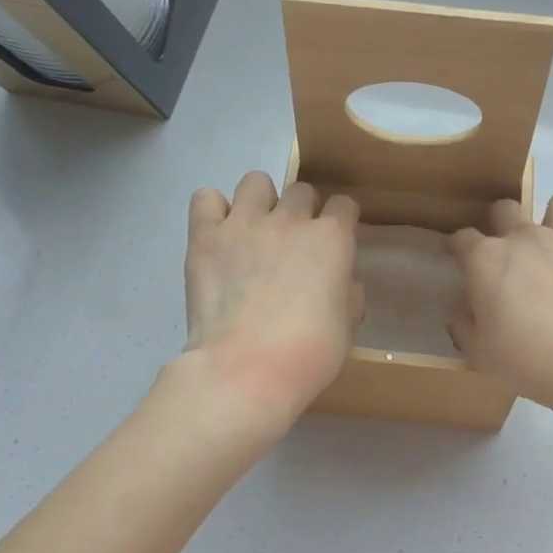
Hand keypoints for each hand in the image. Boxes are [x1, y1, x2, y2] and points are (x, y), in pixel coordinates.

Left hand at [182, 172, 361, 426]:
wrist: (246, 369)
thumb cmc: (308, 354)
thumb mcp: (347, 326)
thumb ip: (348, 294)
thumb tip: (341, 283)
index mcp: (332, 238)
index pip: (344, 206)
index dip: (340, 223)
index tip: (334, 245)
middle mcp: (290, 219)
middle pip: (301, 191)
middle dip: (302, 213)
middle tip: (293, 246)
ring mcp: (244, 223)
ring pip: (256, 182)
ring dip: (260, 202)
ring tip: (255, 232)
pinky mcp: (205, 236)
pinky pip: (206, 198)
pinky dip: (213, 211)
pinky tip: (219, 235)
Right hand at [448, 193, 552, 407]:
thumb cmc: (528, 359)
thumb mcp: (479, 353)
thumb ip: (464, 324)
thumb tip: (463, 310)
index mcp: (486, 260)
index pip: (462, 239)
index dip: (459, 248)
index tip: (460, 258)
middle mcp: (526, 237)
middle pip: (506, 209)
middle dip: (502, 223)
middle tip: (511, 253)